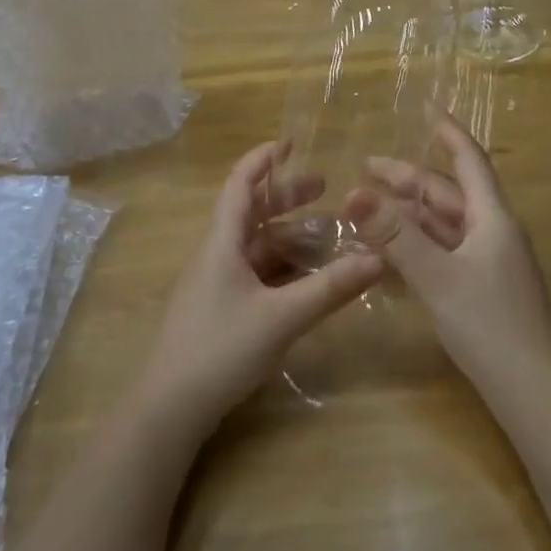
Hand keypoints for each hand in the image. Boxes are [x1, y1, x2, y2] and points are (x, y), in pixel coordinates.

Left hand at [137, 142, 384, 436]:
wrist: (169, 408)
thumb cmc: (221, 348)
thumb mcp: (282, 317)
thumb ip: (331, 288)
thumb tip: (380, 259)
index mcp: (222, 243)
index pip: (240, 185)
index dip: (263, 160)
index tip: (292, 143)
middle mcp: (216, 255)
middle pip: (251, 213)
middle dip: (286, 197)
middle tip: (325, 189)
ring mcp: (215, 284)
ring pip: (255, 246)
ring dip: (287, 235)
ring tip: (326, 233)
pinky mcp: (219, 309)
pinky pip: (254, 273)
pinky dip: (281, 266)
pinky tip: (305, 278)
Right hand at [345, 114, 550, 386]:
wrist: (532, 390)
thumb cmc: (489, 324)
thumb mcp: (436, 276)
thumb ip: (395, 235)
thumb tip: (355, 193)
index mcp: (492, 219)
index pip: (468, 161)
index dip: (447, 131)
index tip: (426, 106)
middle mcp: (494, 232)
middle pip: (448, 194)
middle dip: (408, 178)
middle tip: (366, 168)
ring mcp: (490, 261)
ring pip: (445, 224)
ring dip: (409, 213)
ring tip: (369, 207)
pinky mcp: (483, 287)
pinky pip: (445, 251)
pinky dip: (418, 243)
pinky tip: (390, 251)